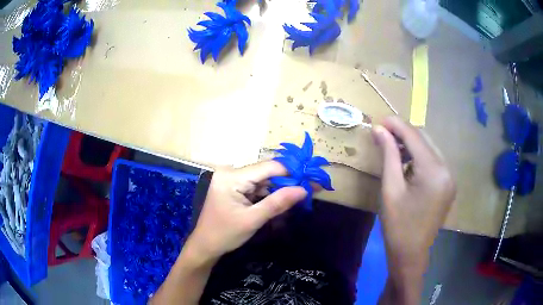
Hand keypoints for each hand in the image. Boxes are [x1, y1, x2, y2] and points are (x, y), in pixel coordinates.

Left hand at [185, 161, 306, 260]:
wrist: (205, 246)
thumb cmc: (225, 234)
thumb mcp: (252, 220)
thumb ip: (278, 203)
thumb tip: (304, 190)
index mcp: (232, 176)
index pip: (268, 167)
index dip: (291, 172)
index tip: (311, 180)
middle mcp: (231, 172)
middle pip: (266, 172)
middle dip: (287, 181)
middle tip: (310, 189)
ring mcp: (232, 179)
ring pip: (263, 179)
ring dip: (280, 188)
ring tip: (300, 195)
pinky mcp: (234, 187)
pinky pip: (256, 186)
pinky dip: (269, 194)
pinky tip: (283, 199)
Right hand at [372, 117, 455, 276]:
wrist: (411, 254)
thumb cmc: (398, 225)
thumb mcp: (390, 189)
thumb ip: (388, 155)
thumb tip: (379, 129)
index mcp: (434, 171)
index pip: (415, 136)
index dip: (396, 125)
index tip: (379, 120)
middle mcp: (447, 169)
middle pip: (424, 138)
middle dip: (404, 132)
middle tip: (383, 133)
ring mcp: (449, 177)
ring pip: (429, 148)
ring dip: (411, 143)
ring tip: (392, 147)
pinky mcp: (448, 184)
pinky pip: (433, 160)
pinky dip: (419, 156)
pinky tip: (406, 162)